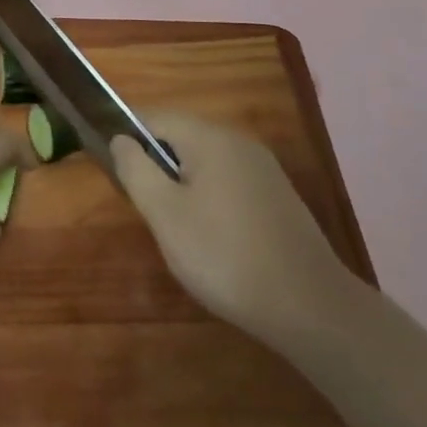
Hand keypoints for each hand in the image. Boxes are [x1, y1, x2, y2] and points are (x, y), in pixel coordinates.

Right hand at [112, 114, 358, 349]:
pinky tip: (212, 237)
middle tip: (145, 207)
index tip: (115, 173)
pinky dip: (209, 198)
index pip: (153, 117)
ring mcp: (263, 168)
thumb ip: (136, 169)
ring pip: (205, 161)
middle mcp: (238, 140)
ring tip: (175, 227)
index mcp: (209, 136)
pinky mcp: (278, 196)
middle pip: (180, 137)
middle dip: (156, 164)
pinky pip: (228, 181)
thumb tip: (121, 139)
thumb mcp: (165, 214)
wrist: (312, 308)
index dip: (127, 138)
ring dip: (182, 184)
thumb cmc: (225, 256)